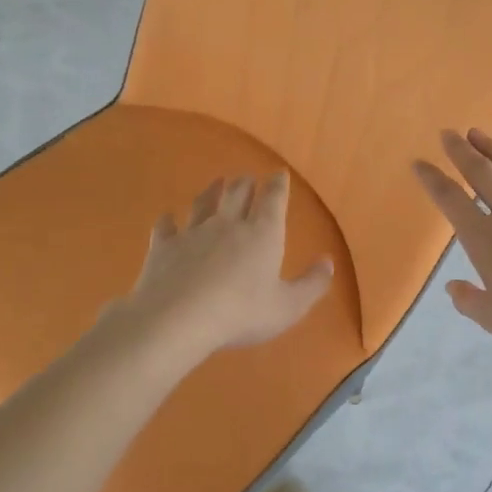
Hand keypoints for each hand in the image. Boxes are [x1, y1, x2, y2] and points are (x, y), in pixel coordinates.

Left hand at [116, 173, 333, 362]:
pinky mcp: (164, 246)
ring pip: (203, 203)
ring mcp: (193, 232)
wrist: (178, 317)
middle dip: (245, 183)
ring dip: (211, 191)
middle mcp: (228, 224)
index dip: (278, 185)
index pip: (273, 201)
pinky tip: (168, 218)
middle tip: (247, 178)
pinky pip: (166, 226)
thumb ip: (312, 284)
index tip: (279, 174)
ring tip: (216, 183)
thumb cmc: (242, 313)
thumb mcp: (288, 306)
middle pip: (238, 194)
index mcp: (262, 234)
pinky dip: (168, 220)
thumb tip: (328, 262)